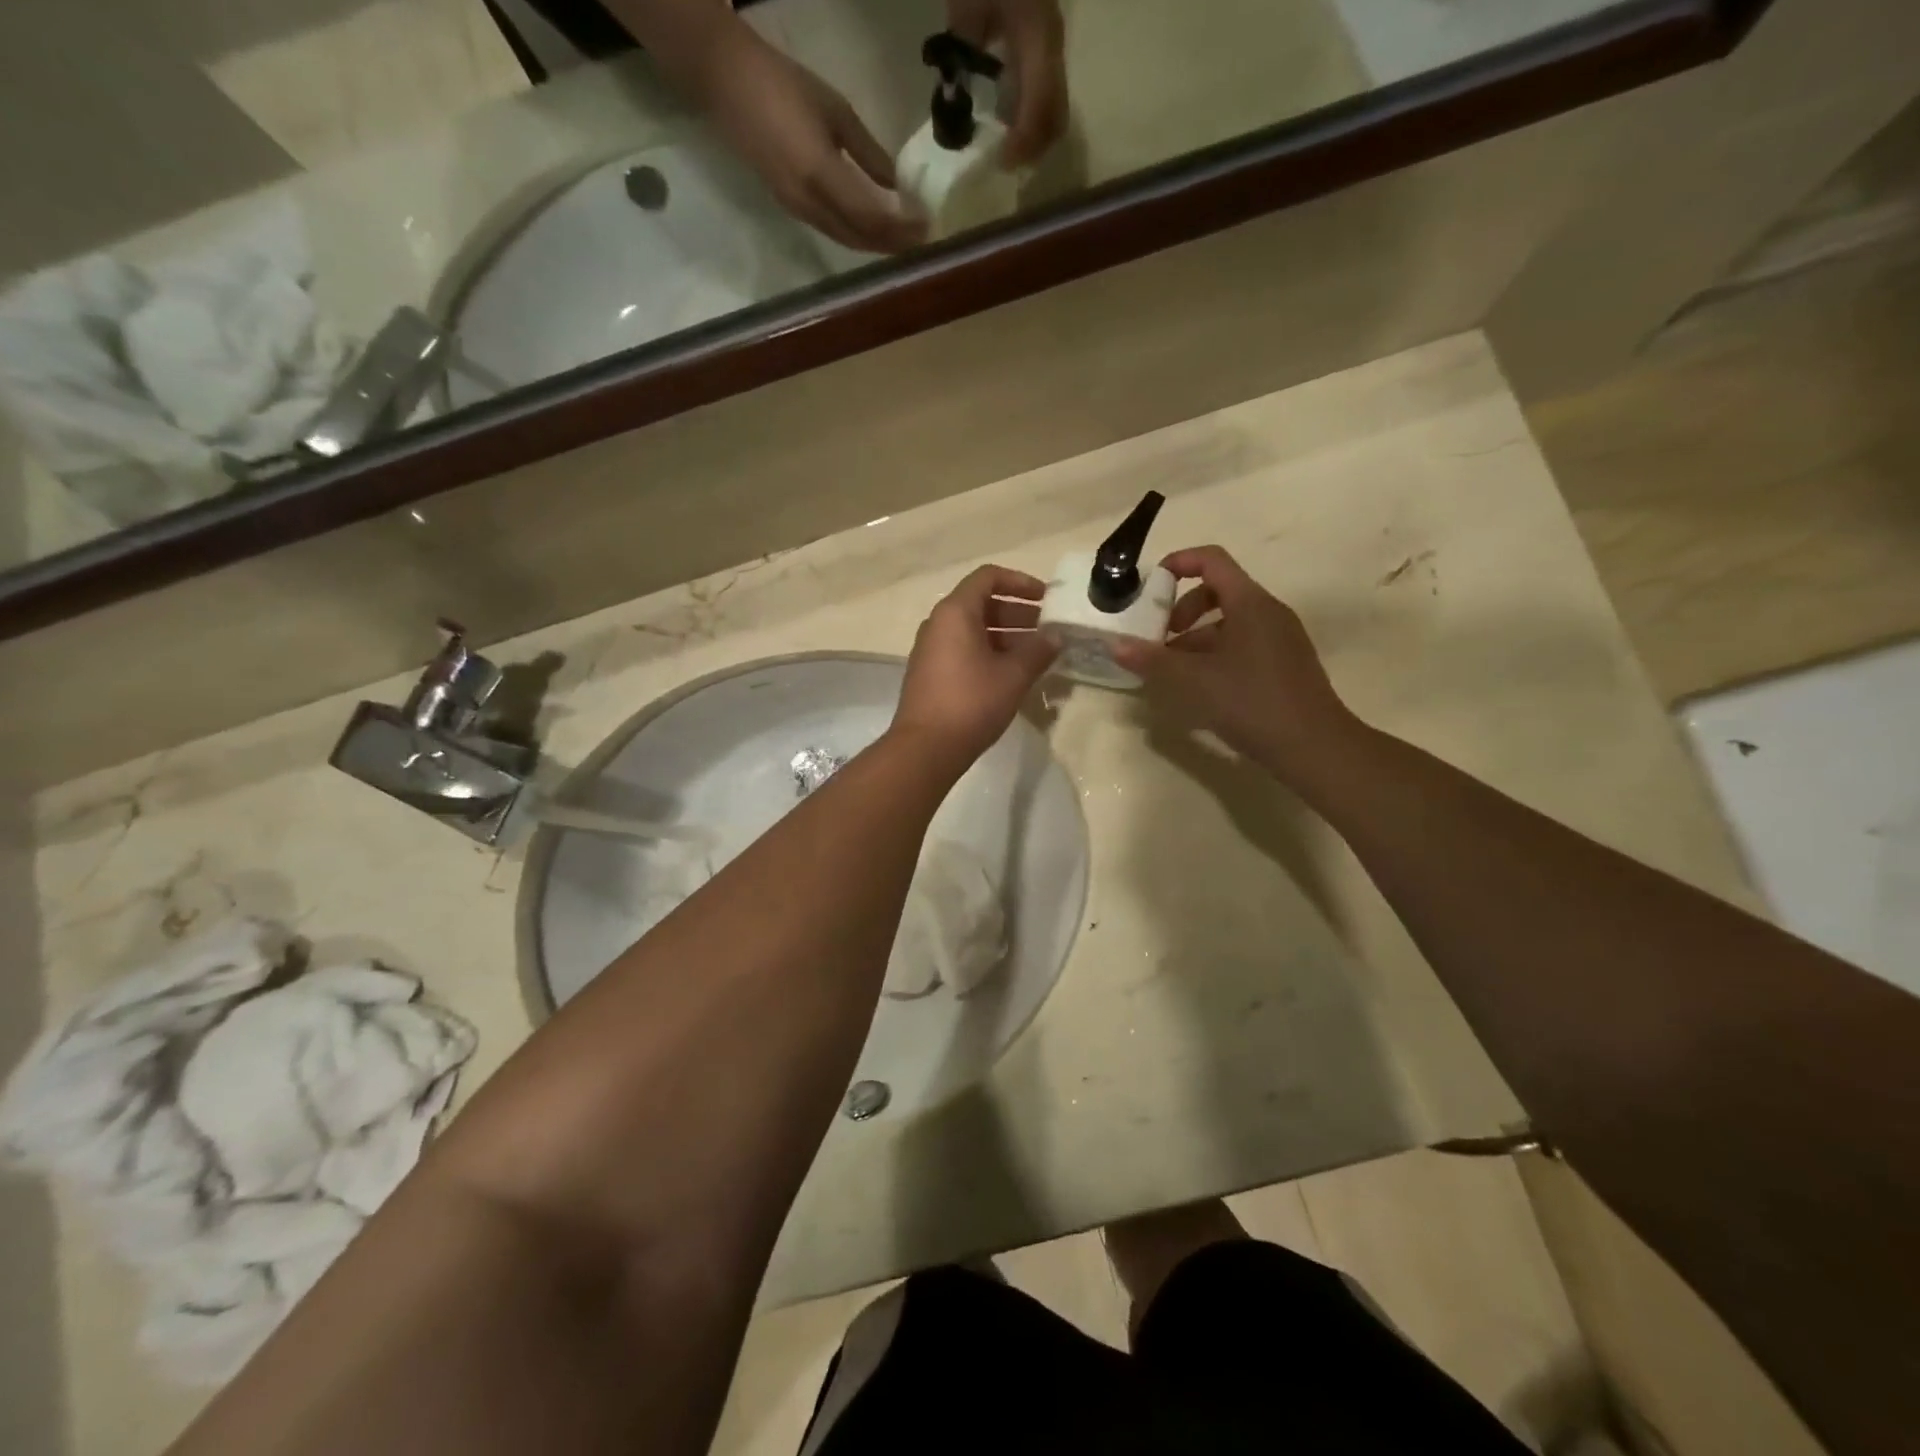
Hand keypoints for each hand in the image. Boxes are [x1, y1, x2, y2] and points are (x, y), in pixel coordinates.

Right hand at [695, 25, 926, 252]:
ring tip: (902, 240)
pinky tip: (873, 229)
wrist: (727, 82)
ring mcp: (798, 210)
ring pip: (846, 240)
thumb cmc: (784, 86)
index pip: (871, 218)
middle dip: (892, 244)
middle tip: (921, 242)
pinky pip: (832, 231)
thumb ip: (868, 153)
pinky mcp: (791, 208)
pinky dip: (857, 235)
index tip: (926, 228)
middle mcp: (809, 203)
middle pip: (860, 238)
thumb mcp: (835, 112)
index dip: (900, 229)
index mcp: (821, 176)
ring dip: (875, 244)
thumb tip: (896, 186)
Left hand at [893, 565, 1056, 769]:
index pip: (988, 577)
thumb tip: (1055, 637)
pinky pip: (963, 650)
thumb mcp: (1013, 675)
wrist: (926, 747)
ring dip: (1006, 636)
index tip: (1046, 598)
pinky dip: (989, 653)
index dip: (1020, 582)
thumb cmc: (971, 702)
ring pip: (973, 630)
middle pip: (981, 604)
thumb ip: (1037, 651)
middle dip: (1017, 613)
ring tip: (1036, 654)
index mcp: (955, 612)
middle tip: (1047, 630)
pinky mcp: (930, 674)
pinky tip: (1012, 674)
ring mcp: (931, 649)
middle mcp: (938, 624)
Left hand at [947, 0, 1068, 166]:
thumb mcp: (968, 3)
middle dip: (1033, 149)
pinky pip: (1046, 97)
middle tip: (1003, 164)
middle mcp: (1052, 47)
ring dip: (1033, 139)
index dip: (1025, 140)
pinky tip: (1007, 127)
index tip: (1002, 162)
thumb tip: (954, 100)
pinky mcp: (1045, 48)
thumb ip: (963, 51)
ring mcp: (1053, 48)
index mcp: (1038, 36)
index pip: (1041, 102)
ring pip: (1055, 110)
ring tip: (1004, 151)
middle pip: (1056, 116)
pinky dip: (1030, 121)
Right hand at [1112, 546, 1358, 781]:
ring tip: (1172, 671)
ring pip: (1230, 622)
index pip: (1212, 560)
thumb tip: (1116, 645)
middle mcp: (1269, 612)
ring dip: (1195, 638)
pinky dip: (1215, 654)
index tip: (1150, 585)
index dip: (1178, 563)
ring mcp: (1281, 638)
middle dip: (1182, 610)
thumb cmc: (1252, 703)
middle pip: (1219, 591)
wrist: (1313, 747)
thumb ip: (1153, 660)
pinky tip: (1200, 687)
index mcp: (1250, 603)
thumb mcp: (1193, 681)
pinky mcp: (1284, 664)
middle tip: (1160, 639)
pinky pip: (1243, 644)